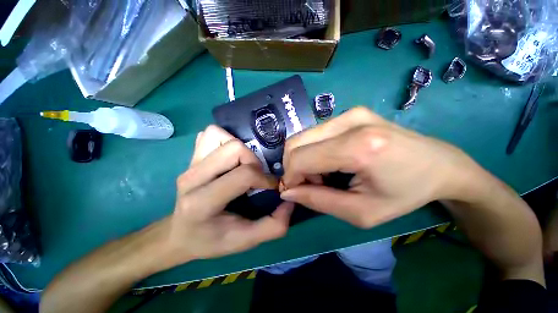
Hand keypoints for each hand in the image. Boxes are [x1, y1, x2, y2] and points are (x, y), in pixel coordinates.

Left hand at [164, 126, 292, 263]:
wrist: (179, 234)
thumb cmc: (211, 240)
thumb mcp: (245, 241)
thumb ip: (273, 226)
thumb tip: (290, 201)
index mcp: (202, 202)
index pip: (243, 175)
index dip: (265, 179)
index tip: (271, 188)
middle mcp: (192, 178)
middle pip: (234, 149)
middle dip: (254, 161)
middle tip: (257, 176)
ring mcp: (190, 164)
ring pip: (220, 136)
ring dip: (241, 148)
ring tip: (245, 165)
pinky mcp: (192, 157)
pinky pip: (210, 135)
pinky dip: (226, 139)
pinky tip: (231, 157)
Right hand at [280, 107, 476, 227]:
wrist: (439, 164)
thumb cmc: (405, 194)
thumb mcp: (361, 212)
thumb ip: (318, 201)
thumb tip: (287, 192)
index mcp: (358, 147)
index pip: (300, 158)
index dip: (290, 177)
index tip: (295, 192)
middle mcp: (350, 121)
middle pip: (295, 143)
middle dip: (293, 167)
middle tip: (310, 184)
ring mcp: (349, 113)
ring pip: (302, 137)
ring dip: (302, 159)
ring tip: (321, 175)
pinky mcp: (349, 112)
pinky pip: (314, 134)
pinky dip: (312, 151)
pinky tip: (328, 162)